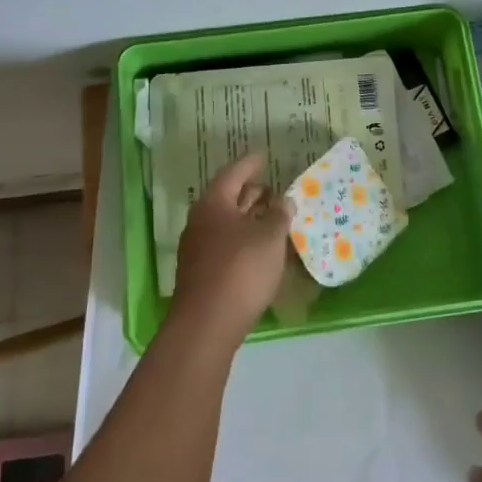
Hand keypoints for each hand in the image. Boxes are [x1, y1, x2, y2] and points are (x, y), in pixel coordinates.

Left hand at [169, 153, 292, 344]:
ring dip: (248, 218)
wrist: (207, 324)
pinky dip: (243, 240)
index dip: (250, 164)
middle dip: (250, 193)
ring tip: (272, 218)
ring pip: (226, 224)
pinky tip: (261, 249)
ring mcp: (198, 249)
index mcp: (213, 204)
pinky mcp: (202, 273)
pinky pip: (225, 245)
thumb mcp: (269, 238)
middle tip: (273, 190)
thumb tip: (283, 200)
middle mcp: (200, 222)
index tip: (263, 157)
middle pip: (227, 198)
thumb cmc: (240, 270)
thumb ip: (279, 215)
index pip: (233, 174)